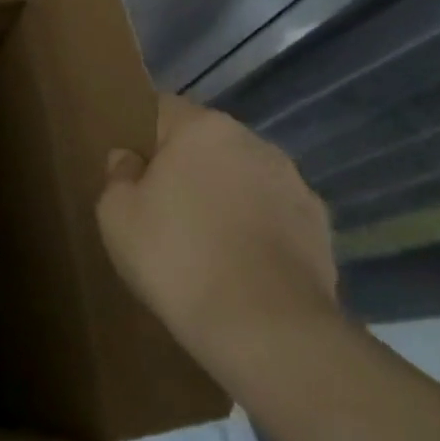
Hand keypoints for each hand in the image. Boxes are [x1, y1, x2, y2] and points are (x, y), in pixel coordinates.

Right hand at [96, 94, 336, 364]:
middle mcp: (255, 144)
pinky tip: (238, 266)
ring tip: (204, 241)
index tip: (131, 170)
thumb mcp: (116, 213)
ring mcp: (297, 187)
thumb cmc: (177, 257)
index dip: (142, 136)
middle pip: (207, 143)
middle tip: (161, 207)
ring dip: (225, 197)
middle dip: (186, 167)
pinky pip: (273, 217)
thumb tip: (130, 160)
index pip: (162, 109)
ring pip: (243, 179)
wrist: (268, 332)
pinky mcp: (323, 232)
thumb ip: (119, 174)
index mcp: (203, 128)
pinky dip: (256, 231)